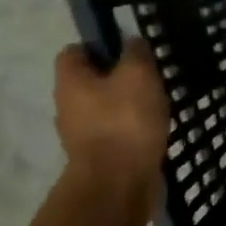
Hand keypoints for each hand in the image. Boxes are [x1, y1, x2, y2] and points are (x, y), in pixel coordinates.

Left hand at [54, 39, 169, 187]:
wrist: (118, 183)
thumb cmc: (125, 121)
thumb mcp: (138, 75)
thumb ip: (136, 54)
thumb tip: (132, 41)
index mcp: (71, 81)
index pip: (74, 52)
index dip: (99, 46)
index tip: (128, 50)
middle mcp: (68, 106)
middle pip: (90, 82)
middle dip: (117, 77)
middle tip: (149, 77)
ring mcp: (82, 134)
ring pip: (104, 109)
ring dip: (127, 105)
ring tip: (157, 105)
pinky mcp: (99, 157)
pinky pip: (116, 133)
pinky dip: (132, 129)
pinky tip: (154, 130)